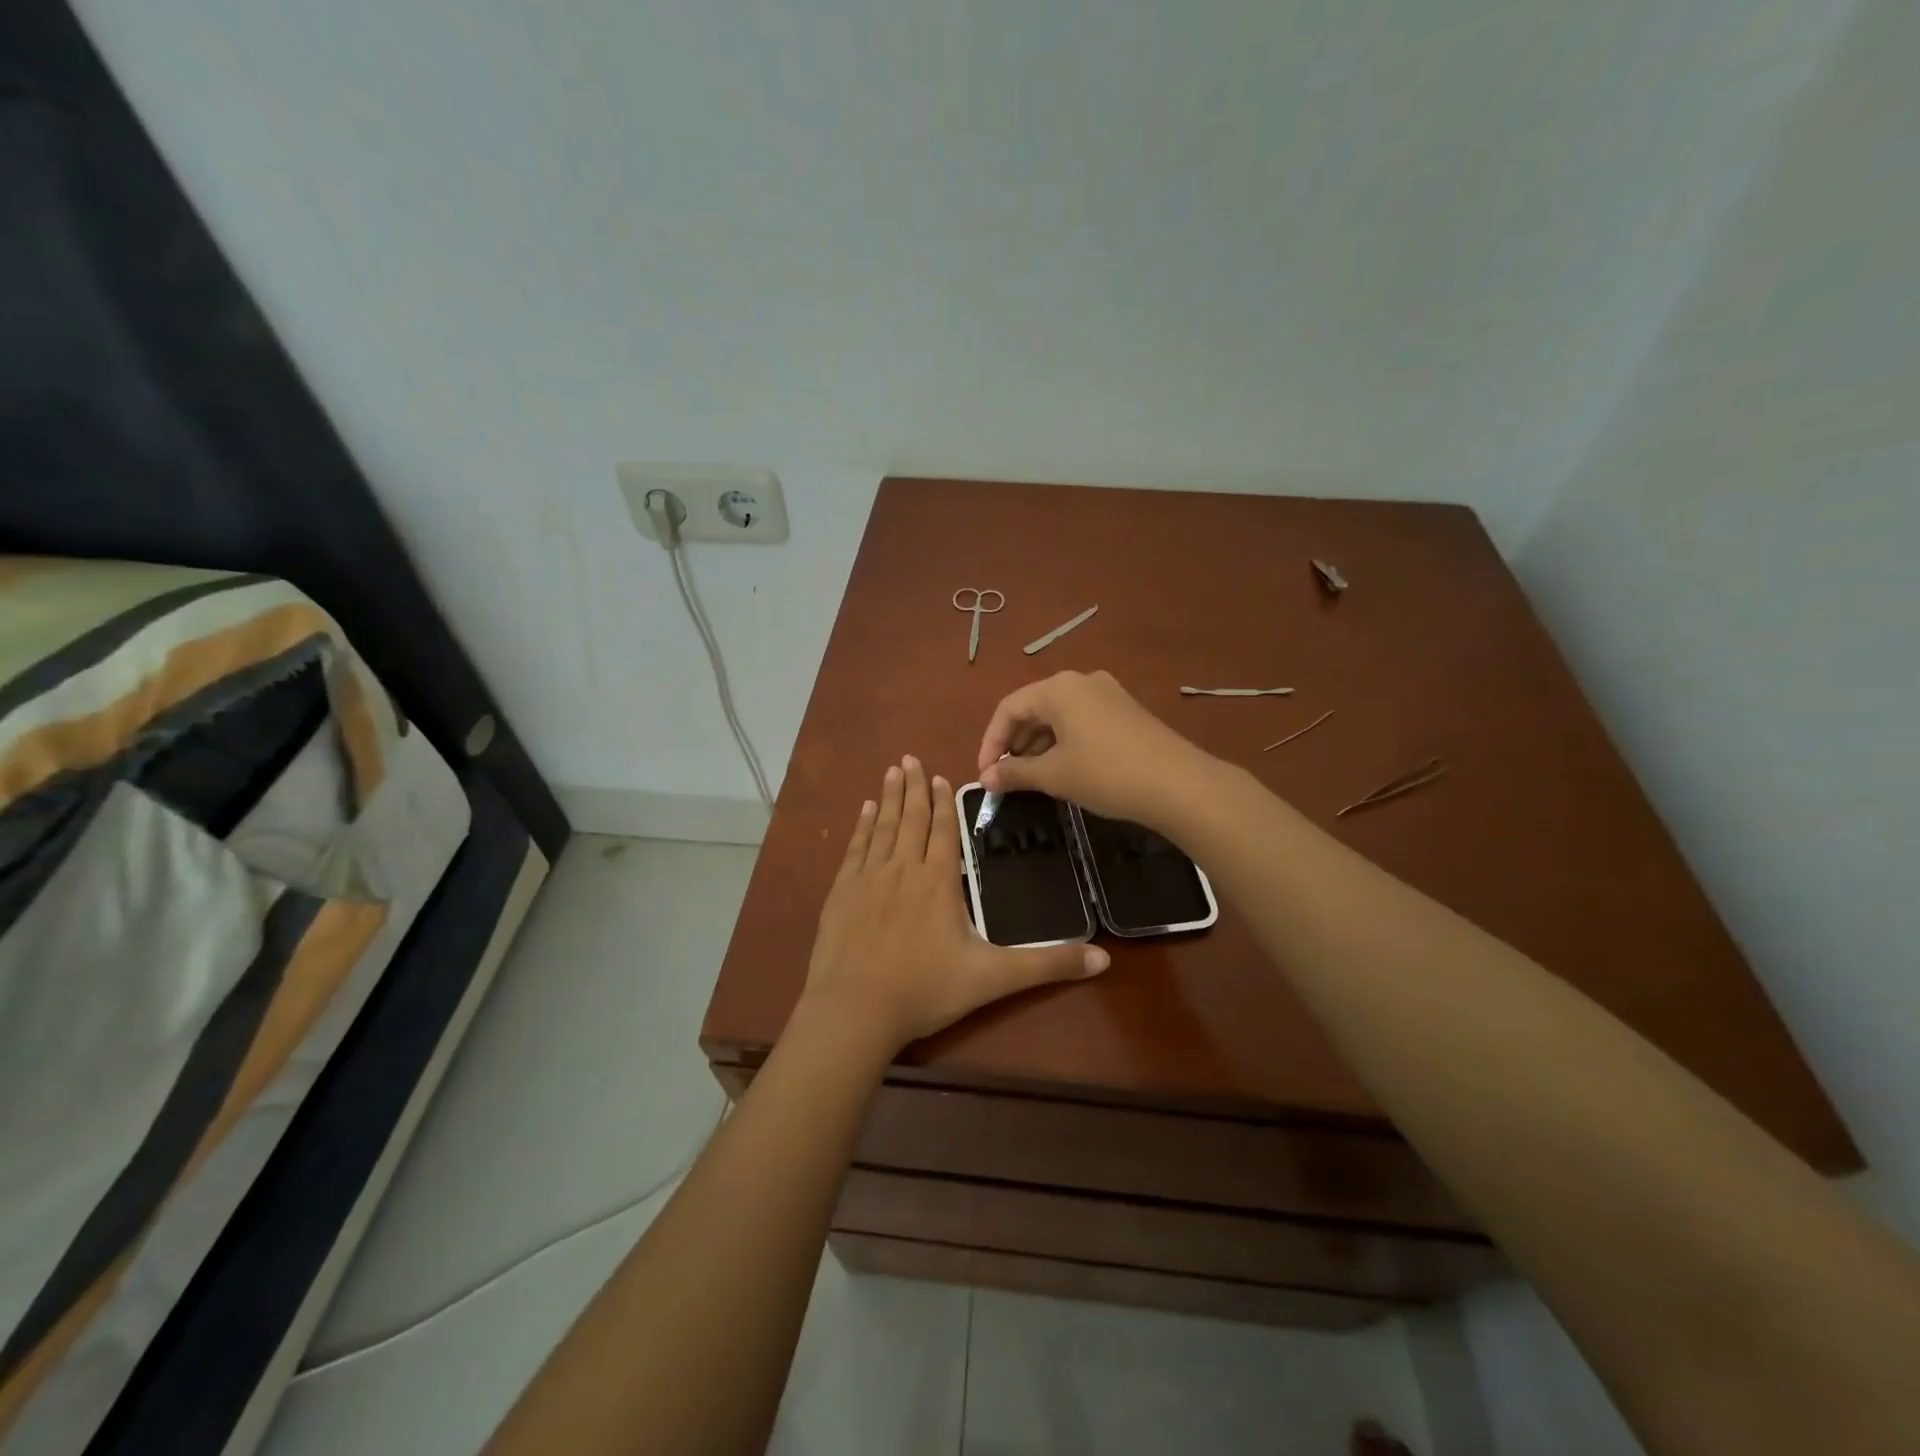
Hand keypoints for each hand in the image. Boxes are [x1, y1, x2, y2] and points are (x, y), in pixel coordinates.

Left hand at [803, 755, 1108, 1050]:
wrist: (856, 1010)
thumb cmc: (926, 990)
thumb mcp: (994, 979)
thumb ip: (1047, 965)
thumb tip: (1104, 959)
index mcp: (939, 881)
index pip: (943, 831)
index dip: (942, 803)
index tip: (940, 776)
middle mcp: (903, 869)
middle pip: (911, 819)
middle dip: (913, 787)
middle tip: (910, 758)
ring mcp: (868, 878)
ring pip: (883, 827)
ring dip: (889, 798)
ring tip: (891, 771)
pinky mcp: (841, 892)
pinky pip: (855, 848)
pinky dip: (862, 826)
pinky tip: (865, 811)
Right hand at [977, 670, 1214, 831]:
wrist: (1179, 785)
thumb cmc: (1106, 773)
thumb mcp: (1054, 775)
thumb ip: (1014, 773)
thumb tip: (985, 779)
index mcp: (1058, 688)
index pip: (1009, 708)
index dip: (990, 742)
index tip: (985, 775)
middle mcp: (1081, 681)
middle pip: (1033, 708)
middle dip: (1013, 743)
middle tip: (1004, 777)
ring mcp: (1107, 694)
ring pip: (1058, 716)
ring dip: (1037, 745)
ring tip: (1029, 778)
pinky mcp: (1125, 712)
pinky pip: (1081, 721)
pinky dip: (1063, 742)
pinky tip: (1063, 769)